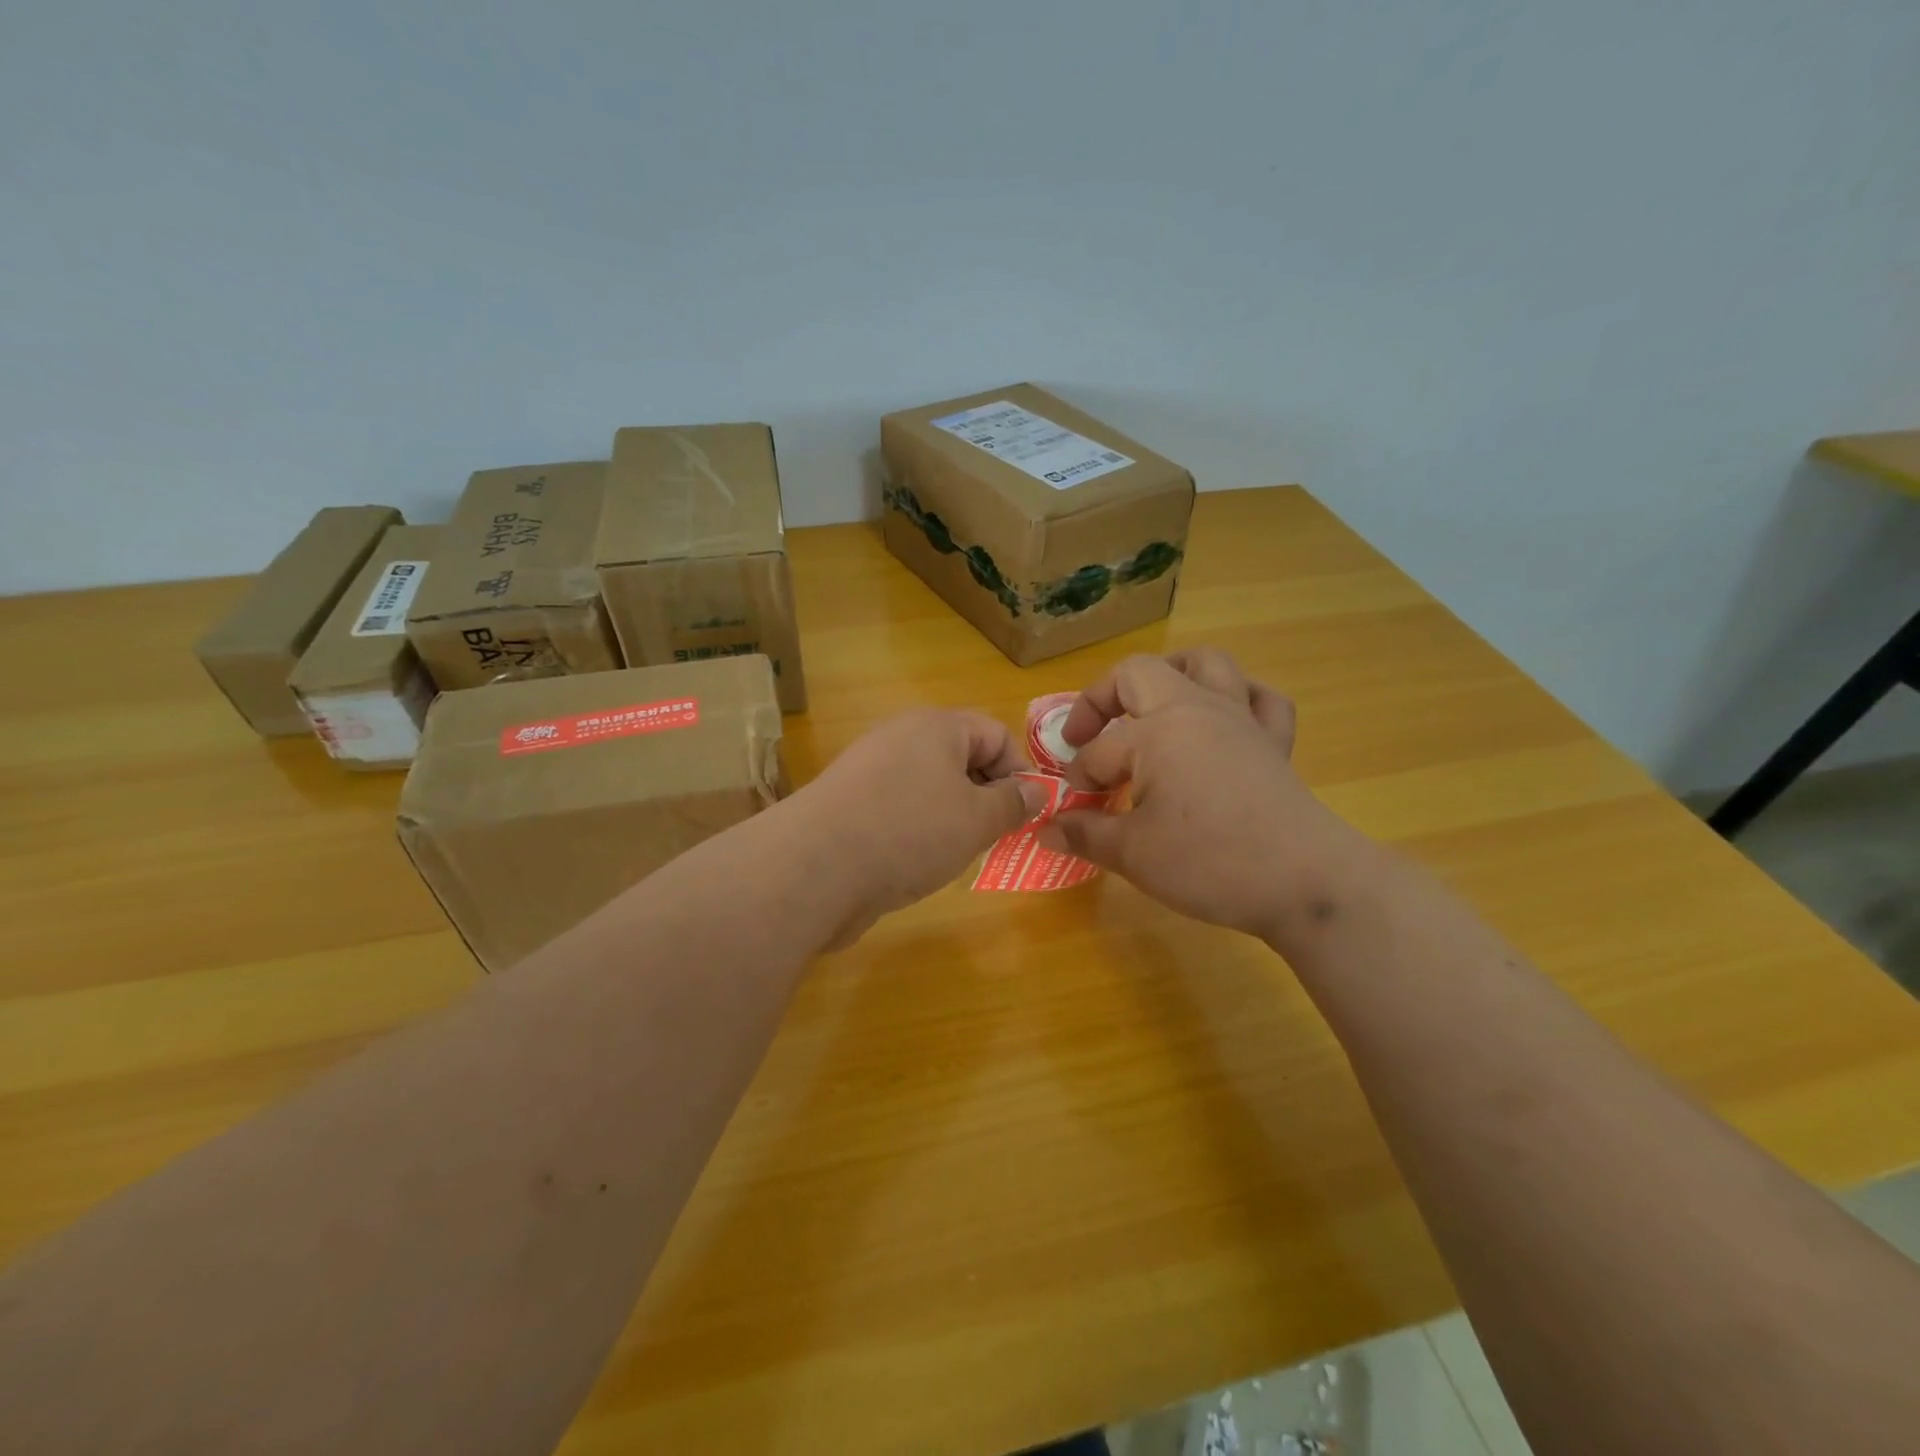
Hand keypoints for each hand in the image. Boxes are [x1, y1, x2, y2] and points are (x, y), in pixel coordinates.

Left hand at [791, 708, 1048, 944]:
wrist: (813, 868)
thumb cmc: (909, 831)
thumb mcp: (977, 819)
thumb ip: (1014, 803)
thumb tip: (1037, 790)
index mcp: (935, 726)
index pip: (995, 733)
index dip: (1018, 772)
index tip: (1023, 815)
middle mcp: (900, 738)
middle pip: (961, 759)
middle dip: (985, 797)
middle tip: (993, 838)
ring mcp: (869, 771)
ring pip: (930, 788)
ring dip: (952, 819)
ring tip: (955, 854)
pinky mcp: (848, 805)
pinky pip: (899, 809)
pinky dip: (916, 832)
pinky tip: (914, 864)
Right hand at [1039, 649, 1343, 939]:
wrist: (1305, 882)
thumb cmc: (1210, 862)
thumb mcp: (1133, 854)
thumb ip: (1084, 834)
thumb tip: (1044, 829)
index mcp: (1156, 731)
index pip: (1099, 751)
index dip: (1078, 782)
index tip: (1072, 812)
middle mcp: (1196, 709)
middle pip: (1139, 672)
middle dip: (1101, 699)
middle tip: (1086, 738)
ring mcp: (1241, 719)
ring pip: (1205, 663)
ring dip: (1170, 676)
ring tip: (1150, 708)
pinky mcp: (1274, 741)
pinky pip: (1261, 698)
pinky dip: (1238, 698)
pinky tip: (1222, 721)